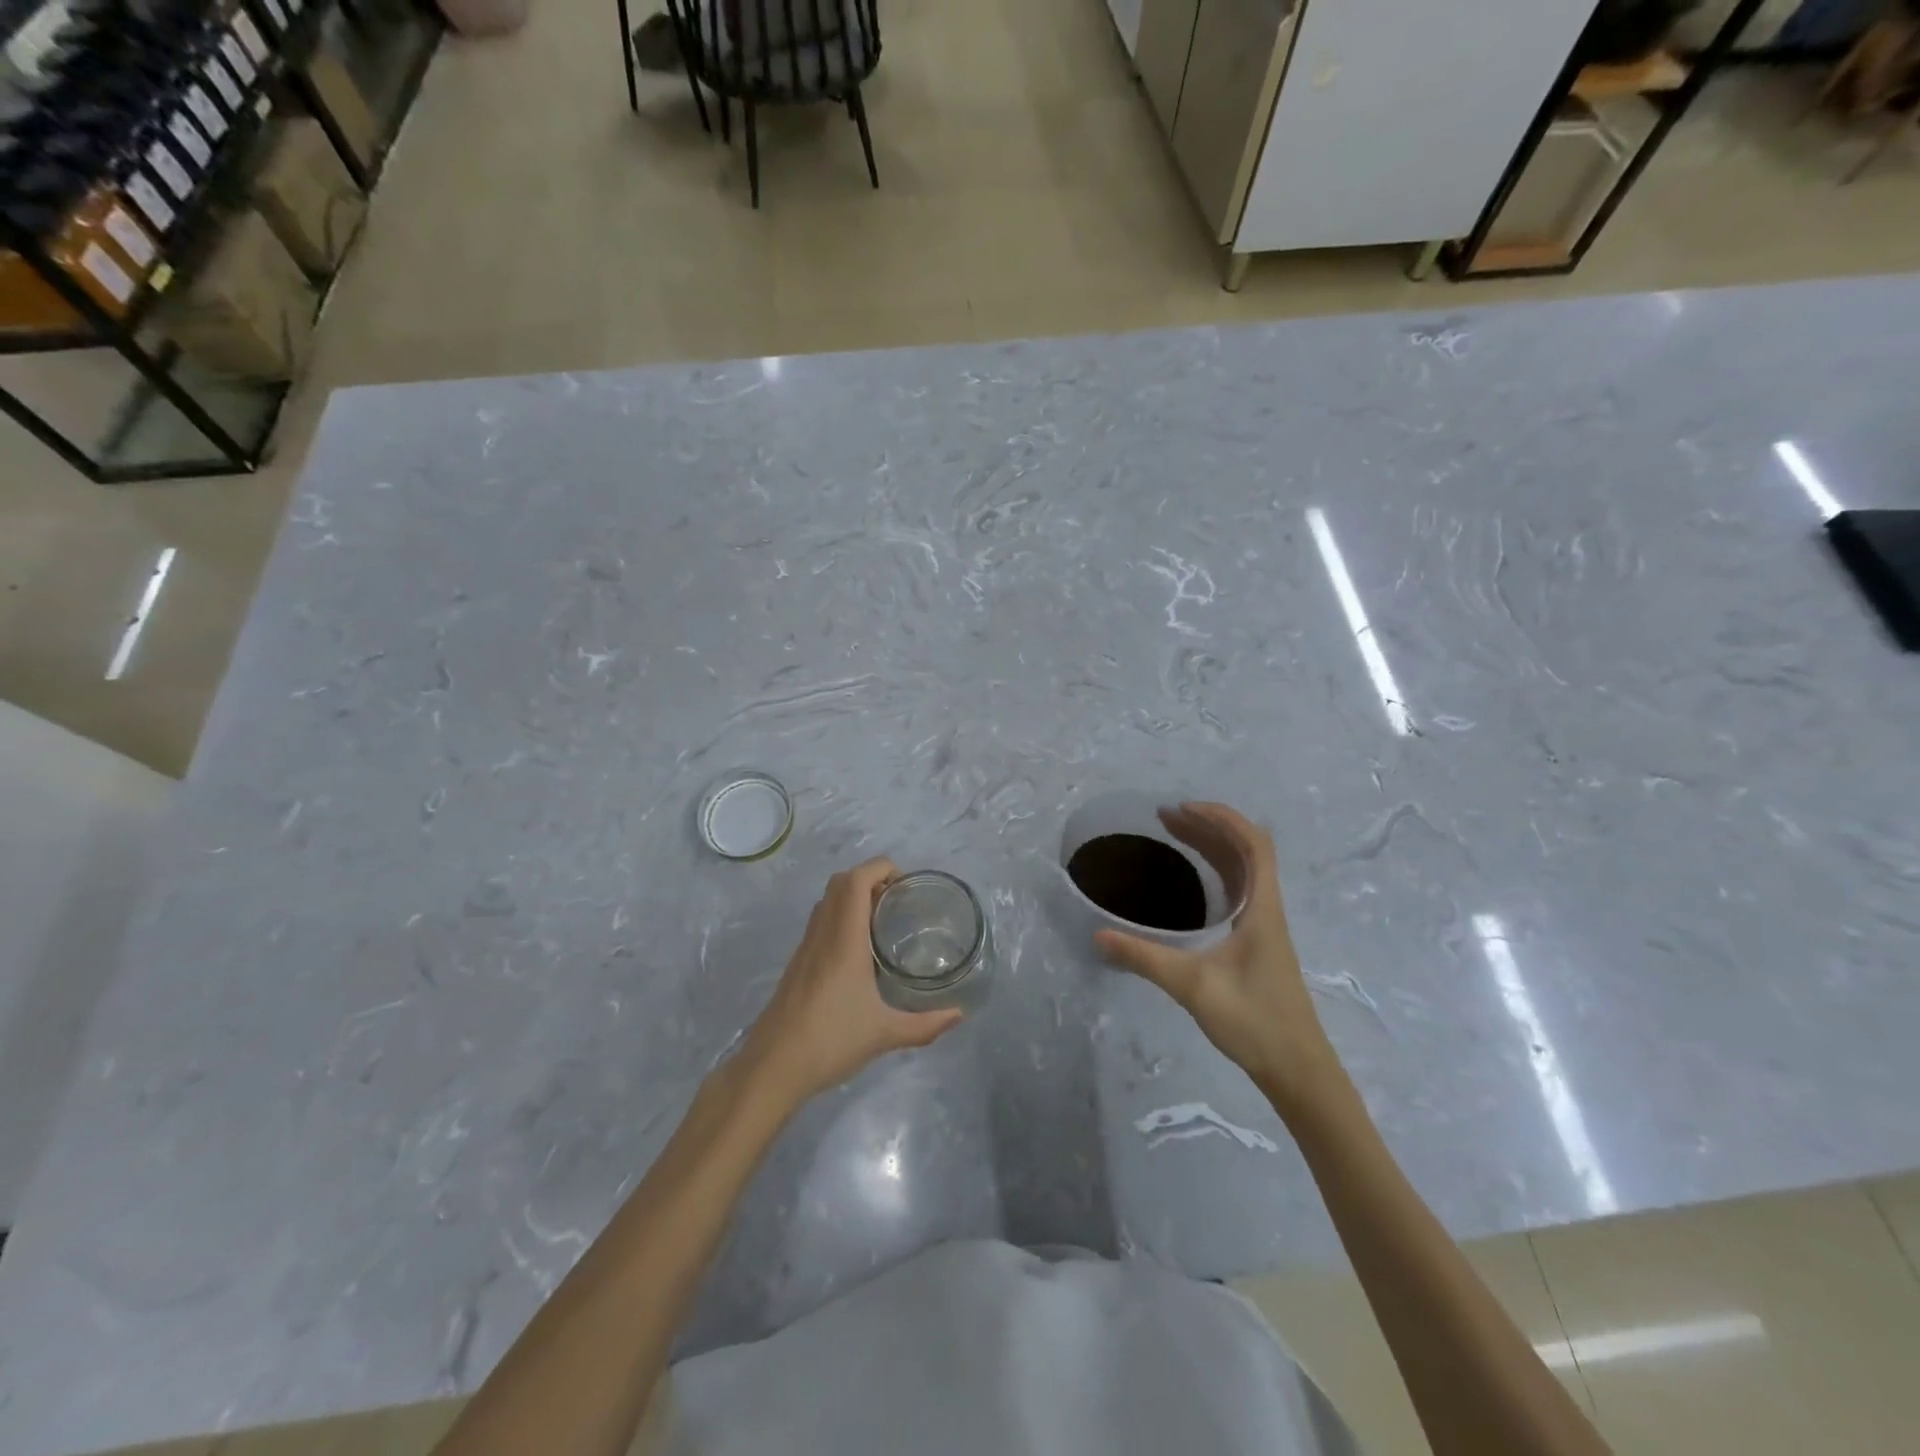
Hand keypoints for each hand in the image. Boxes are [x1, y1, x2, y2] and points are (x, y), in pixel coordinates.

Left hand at [742, 858, 963, 1105]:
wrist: (772, 1066)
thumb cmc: (831, 1041)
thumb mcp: (885, 1034)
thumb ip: (925, 1025)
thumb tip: (958, 1015)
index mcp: (844, 939)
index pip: (856, 881)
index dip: (880, 868)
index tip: (905, 884)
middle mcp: (822, 934)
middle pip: (840, 883)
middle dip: (869, 878)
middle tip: (896, 901)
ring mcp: (805, 948)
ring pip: (826, 901)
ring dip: (852, 897)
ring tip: (881, 921)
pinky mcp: (797, 964)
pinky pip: (819, 923)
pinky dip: (840, 918)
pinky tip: (858, 952)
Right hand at [1094, 802, 1342, 1115]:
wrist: (1298, 1070)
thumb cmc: (1254, 1021)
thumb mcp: (1192, 986)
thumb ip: (1144, 959)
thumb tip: (1098, 935)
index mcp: (1262, 909)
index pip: (1254, 844)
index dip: (1222, 818)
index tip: (1183, 809)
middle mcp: (1267, 909)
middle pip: (1246, 851)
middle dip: (1208, 826)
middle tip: (1166, 818)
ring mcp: (1265, 927)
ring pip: (1243, 871)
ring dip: (1213, 847)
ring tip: (1175, 836)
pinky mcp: (1259, 944)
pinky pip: (1239, 891)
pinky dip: (1217, 872)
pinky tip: (1193, 881)